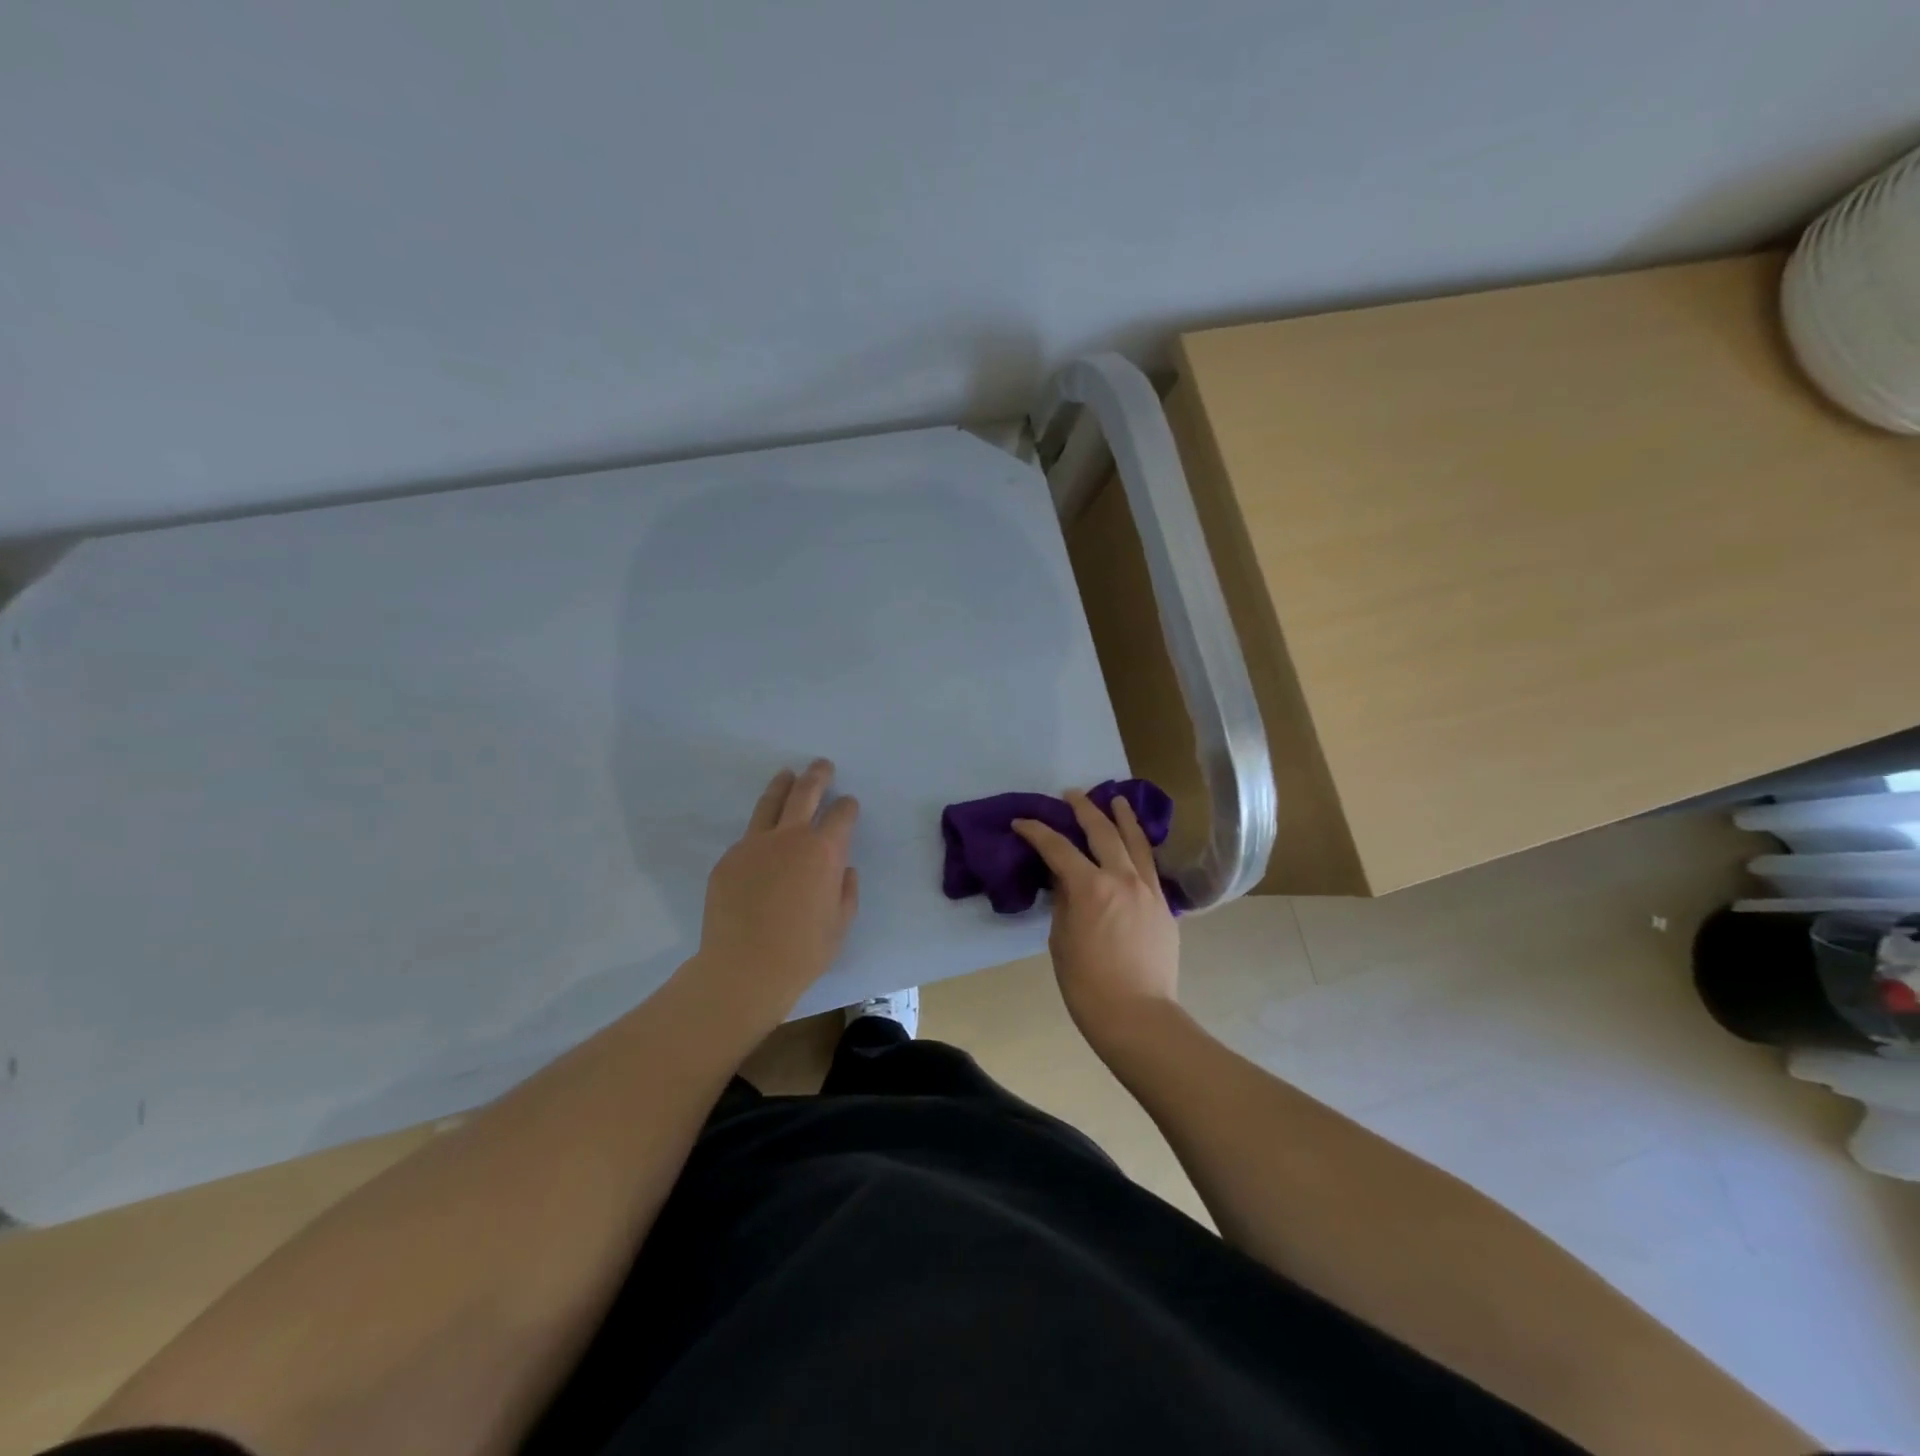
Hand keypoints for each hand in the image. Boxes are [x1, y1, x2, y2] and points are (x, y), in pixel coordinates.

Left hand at [689, 760, 859, 1021]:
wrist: (744, 969)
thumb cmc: (803, 951)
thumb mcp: (841, 923)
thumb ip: (846, 890)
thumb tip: (843, 870)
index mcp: (824, 852)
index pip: (842, 815)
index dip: (848, 807)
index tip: (849, 805)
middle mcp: (790, 838)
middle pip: (806, 793)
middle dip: (817, 776)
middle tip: (822, 765)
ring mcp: (754, 845)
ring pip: (770, 803)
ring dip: (783, 785)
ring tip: (788, 775)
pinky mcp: (729, 859)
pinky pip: (748, 837)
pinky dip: (760, 831)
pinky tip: (763, 841)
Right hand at [1013, 790, 1179, 1050]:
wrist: (1137, 1015)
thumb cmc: (1086, 983)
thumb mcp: (1061, 938)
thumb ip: (1064, 900)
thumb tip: (1064, 878)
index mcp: (1091, 887)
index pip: (1058, 848)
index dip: (1037, 832)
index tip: (1022, 822)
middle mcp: (1122, 878)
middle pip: (1103, 832)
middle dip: (1084, 809)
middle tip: (1072, 795)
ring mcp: (1148, 890)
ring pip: (1136, 842)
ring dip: (1123, 818)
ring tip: (1117, 799)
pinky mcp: (1164, 906)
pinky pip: (1150, 866)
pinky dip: (1140, 848)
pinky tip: (1136, 844)